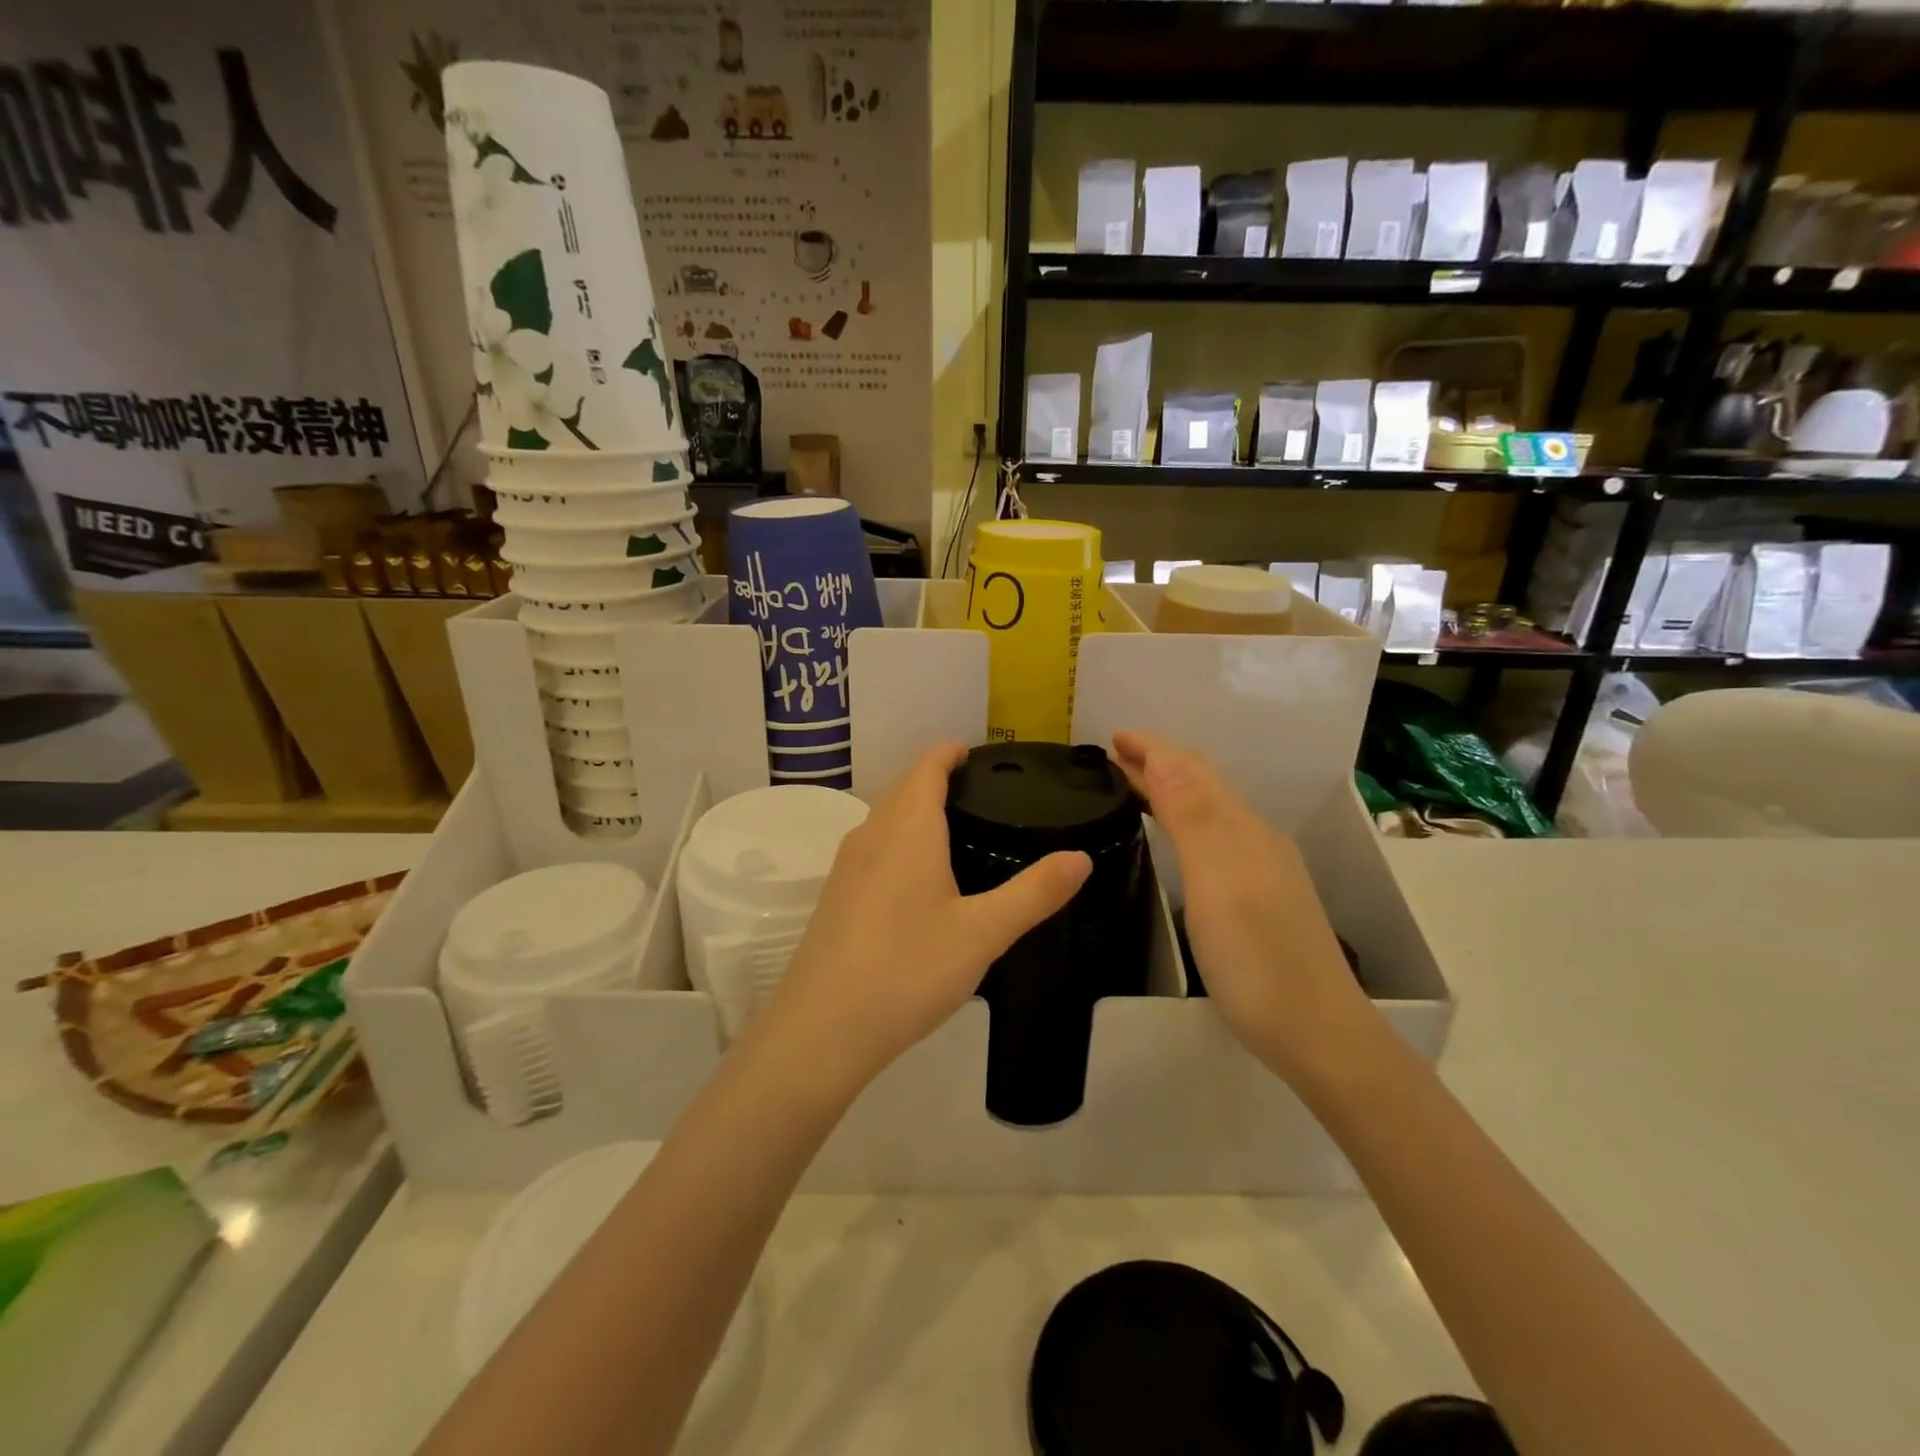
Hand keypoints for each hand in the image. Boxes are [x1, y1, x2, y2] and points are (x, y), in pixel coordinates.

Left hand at [757, 743, 1091, 1090]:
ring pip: (883, 819)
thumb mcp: (983, 933)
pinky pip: (872, 848)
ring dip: (914, 809)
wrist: (822, 1029)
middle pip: (902, 788)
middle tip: (980, 792)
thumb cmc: (908, 970)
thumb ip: (1034, 893)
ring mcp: (845, 867)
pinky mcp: (835, 897)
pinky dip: (898, 840)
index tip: (977, 753)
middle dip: (934, 778)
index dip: (949, 753)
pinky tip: (917, 879)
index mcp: (906, 830)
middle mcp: (870, 836)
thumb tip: (1080, 857)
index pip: (926, 768)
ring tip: (955, 829)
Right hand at [1111, 732, 1375, 1085]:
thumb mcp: (1217, 883)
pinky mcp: (1259, 896)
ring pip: (1209, 809)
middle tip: (1112, 758)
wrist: (1315, 1032)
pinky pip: (1213, 836)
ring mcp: (1261, 868)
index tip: (1111, 737)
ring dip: (1170, 788)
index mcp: (1241, 829)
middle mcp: (1254, 838)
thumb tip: (1163, 755)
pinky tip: (1173, 837)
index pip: (1192, 769)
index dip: (1152, 748)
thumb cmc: (1256, 958)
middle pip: (1203, 784)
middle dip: (1158, 762)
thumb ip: (1192, 817)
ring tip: (1132, 787)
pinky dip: (1183, 819)